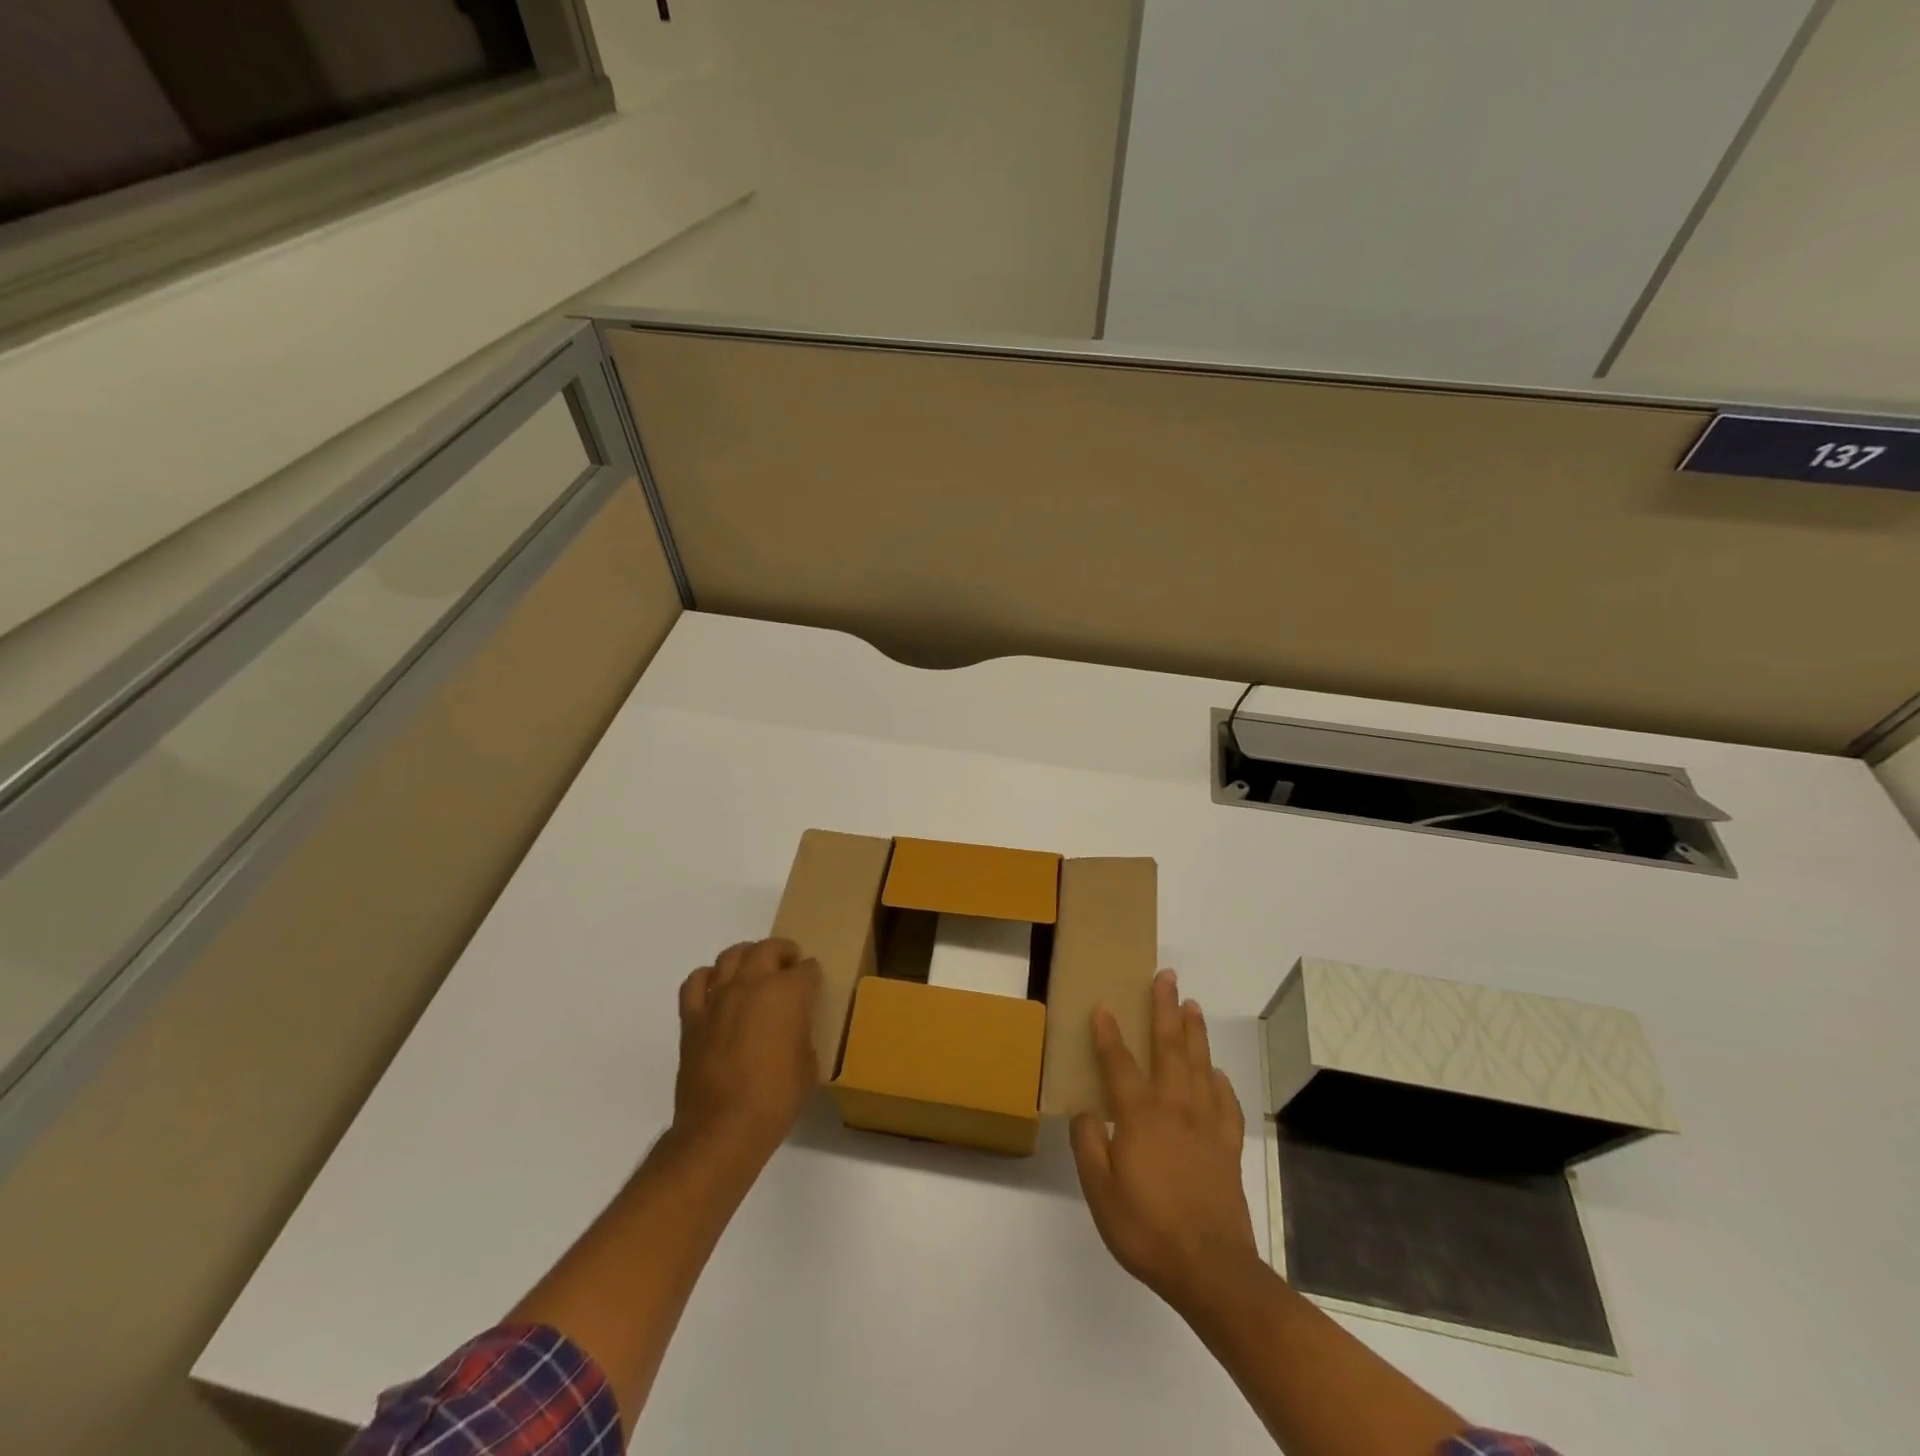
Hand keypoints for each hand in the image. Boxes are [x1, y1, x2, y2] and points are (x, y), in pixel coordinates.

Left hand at [673, 938, 820, 1165]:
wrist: (723, 1128)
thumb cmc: (776, 1098)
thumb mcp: (809, 1064)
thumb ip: (801, 1033)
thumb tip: (792, 1028)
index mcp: (787, 993)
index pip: (806, 969)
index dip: (812, 975)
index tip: (814, 982)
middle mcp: (752, 984)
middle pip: (768, 949)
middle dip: (783, 952)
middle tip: (789, 964)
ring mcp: (718, 998)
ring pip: (730, 956)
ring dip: (746, 956)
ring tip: (754, 969)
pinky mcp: (693, 1018)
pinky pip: (696, 982)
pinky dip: (708, 978)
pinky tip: (716, 988)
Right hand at [1070, 969, 1260, 1314]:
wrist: (1211, 1270)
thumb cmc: (1147, 1229)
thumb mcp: (1100, 1191)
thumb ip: (1089, 1144)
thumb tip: (1086, 1111)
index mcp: (1141, 1116)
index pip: (1119, 1062)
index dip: (1108, 1032)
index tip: (1102, 1004)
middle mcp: (1175, 1108)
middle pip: (1169, 1047)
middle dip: (1165, 1009)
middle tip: (1166, 977)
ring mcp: (1206, 1126)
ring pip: (1200, 1066)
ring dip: (1194, 1032)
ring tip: (1192, 1005)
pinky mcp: (1227, 1148)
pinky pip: (1226, 1105)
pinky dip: (1221, 1084)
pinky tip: (1217, 1074)